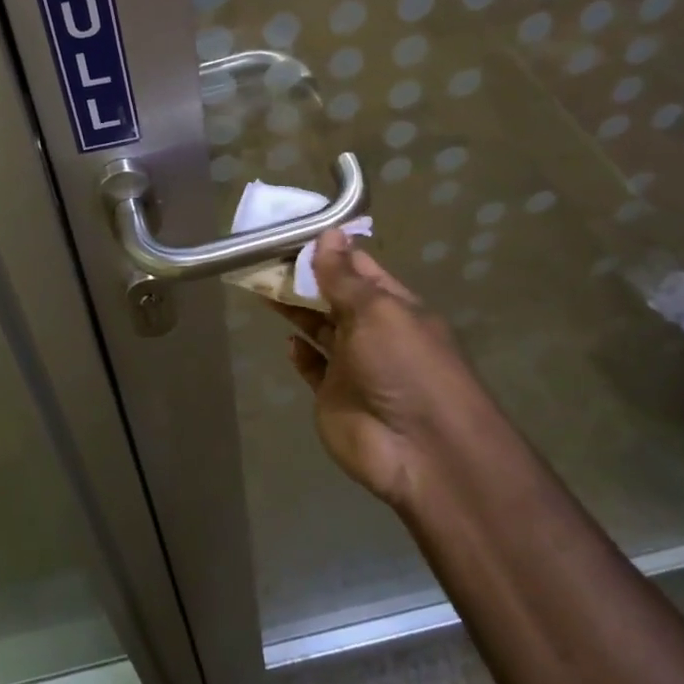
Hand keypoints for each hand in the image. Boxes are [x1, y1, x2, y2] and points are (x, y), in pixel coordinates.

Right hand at [270, 231, 491, 510]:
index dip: (328, 250)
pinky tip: (287, 340)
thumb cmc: (405, 366)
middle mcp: (373, 331)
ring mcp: (352, 366)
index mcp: (393, 305)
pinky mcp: (332, 396)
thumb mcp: (377, 311)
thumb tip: (328, 232)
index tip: (291, 231)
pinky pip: (312, 367)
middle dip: (303, 277)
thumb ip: (344, 277)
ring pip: (318, 328)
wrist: (421, 451)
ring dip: (295, 308)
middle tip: (265, 256)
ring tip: (262, 286)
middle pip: (333, 296)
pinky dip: (299, 353)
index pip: (358, 268)